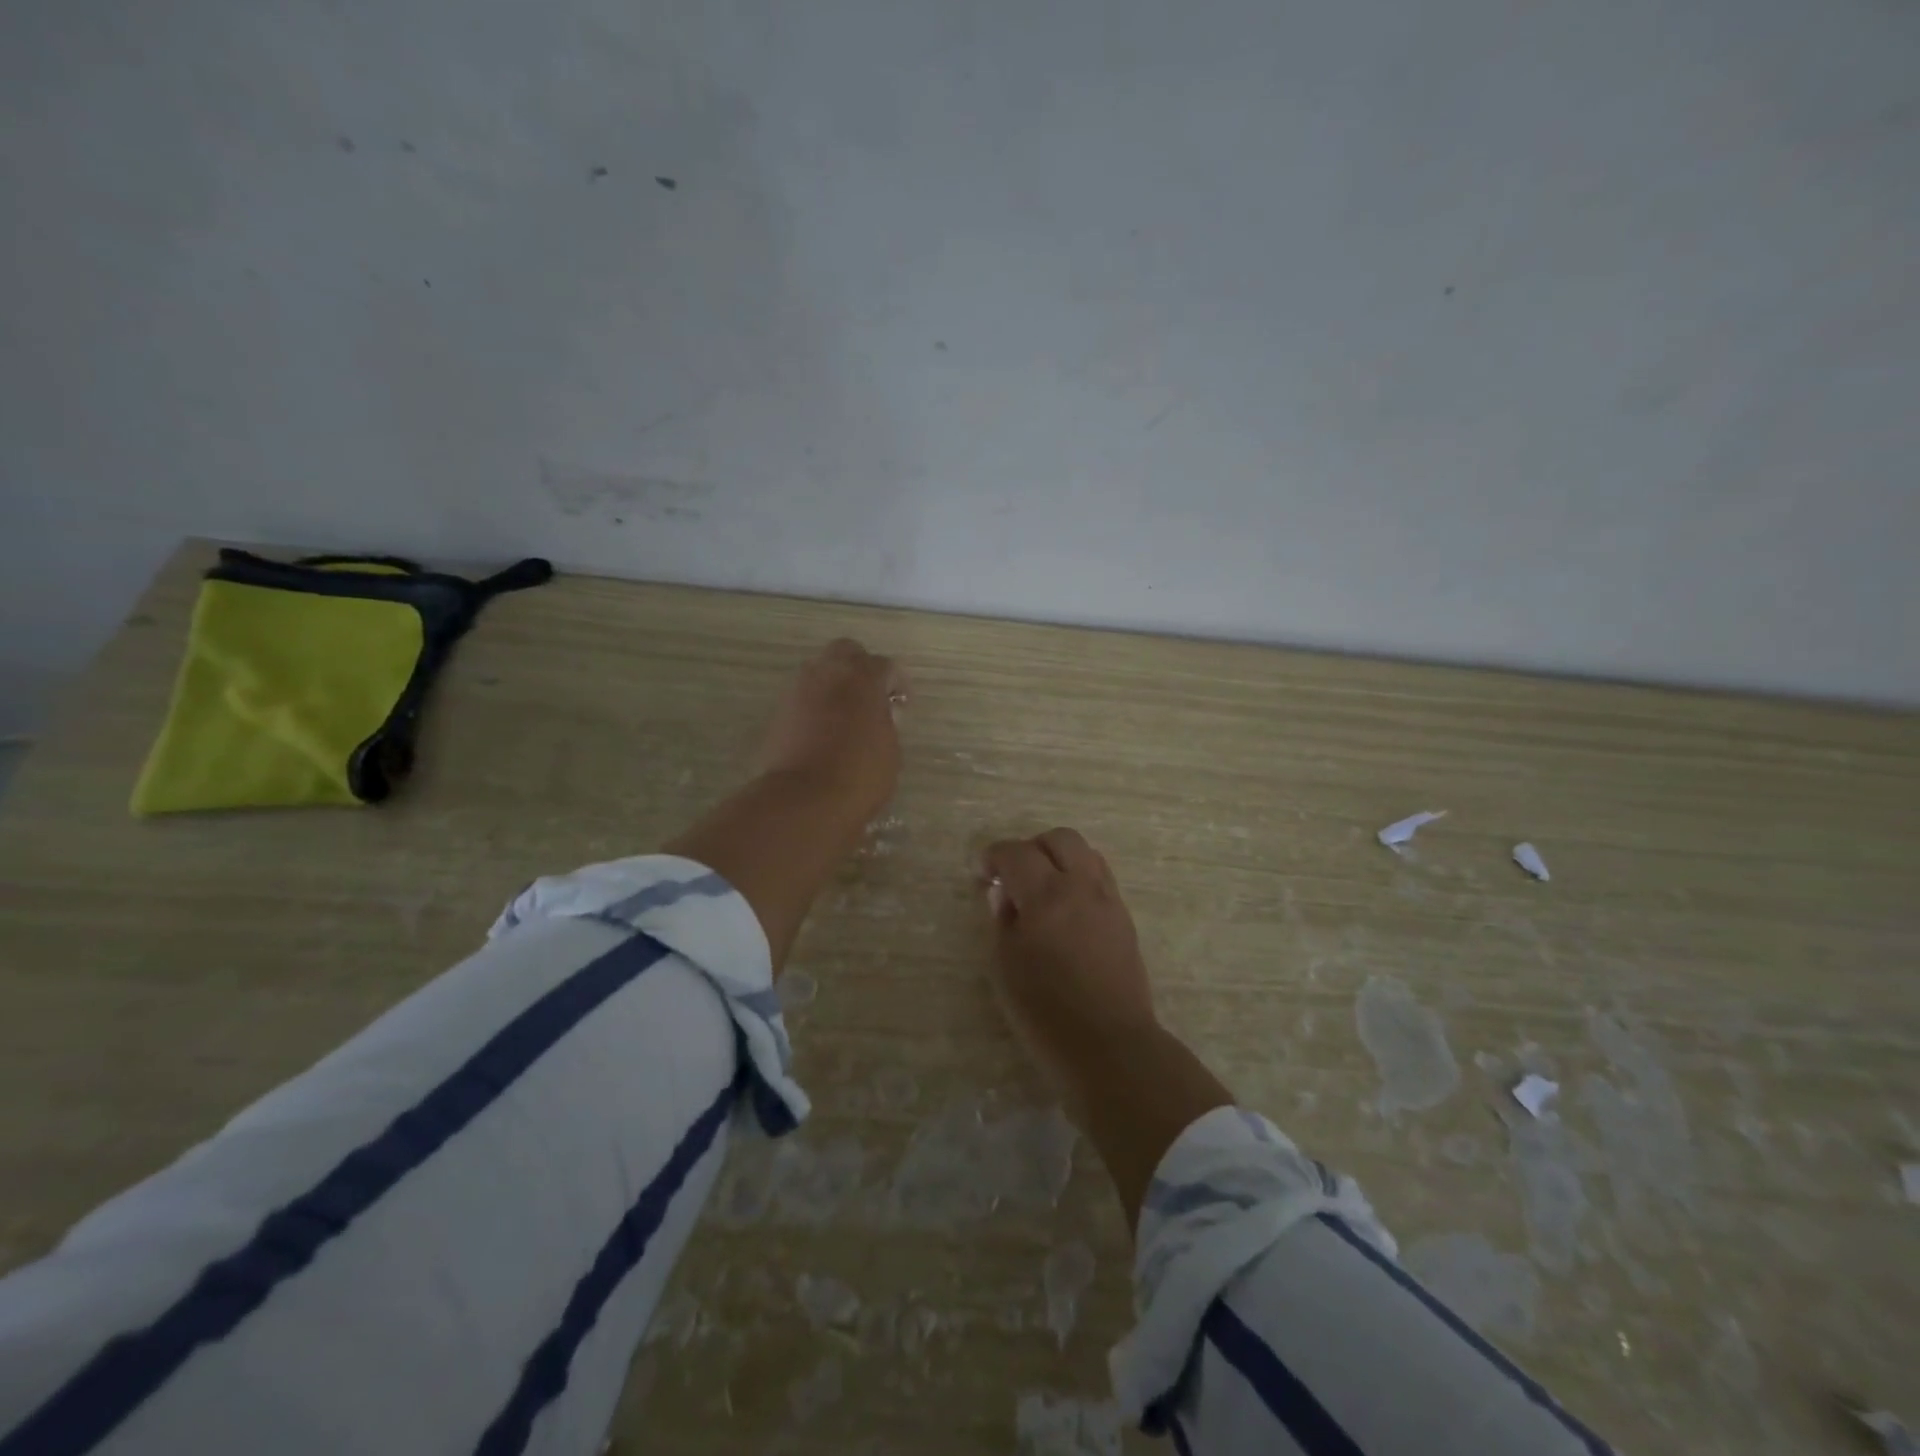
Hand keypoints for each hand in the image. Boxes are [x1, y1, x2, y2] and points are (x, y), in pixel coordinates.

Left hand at [752, 638, 905, 823]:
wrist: (804, 799)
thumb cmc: (860, 774)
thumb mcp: (889, 748)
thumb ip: (884, 720)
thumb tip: (876, 714)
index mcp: (862, 677)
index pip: (885, 666)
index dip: (897, 683)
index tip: (902, 705)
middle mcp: (828, 673)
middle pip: (846, 652)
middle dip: (860, 668)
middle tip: (871, 696)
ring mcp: (798, 690)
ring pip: (819, 671)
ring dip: (834, 685)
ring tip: (845, 714)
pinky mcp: (779, 712)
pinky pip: (802, 697)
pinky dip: (815, 706)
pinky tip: (823, 730)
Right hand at [980, 827, 1234, 1232]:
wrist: (1110, 1046)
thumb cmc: (1045, 1012)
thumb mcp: (1004, 966)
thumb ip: (1001, 919)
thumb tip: (1003, 893)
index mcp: (1046, 895)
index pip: (1016, 853)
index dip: (993, 857)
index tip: (982, 873)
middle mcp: (1082, 886)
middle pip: (1059, 839)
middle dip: (1031, 848)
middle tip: (1014, 877)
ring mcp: (1108, 900)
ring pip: (1086, 853)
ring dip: (1059, 859)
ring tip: (1042, 890)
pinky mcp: (1124, 918)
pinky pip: (1101, 877)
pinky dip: (1079, 878)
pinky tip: (1065, 909)